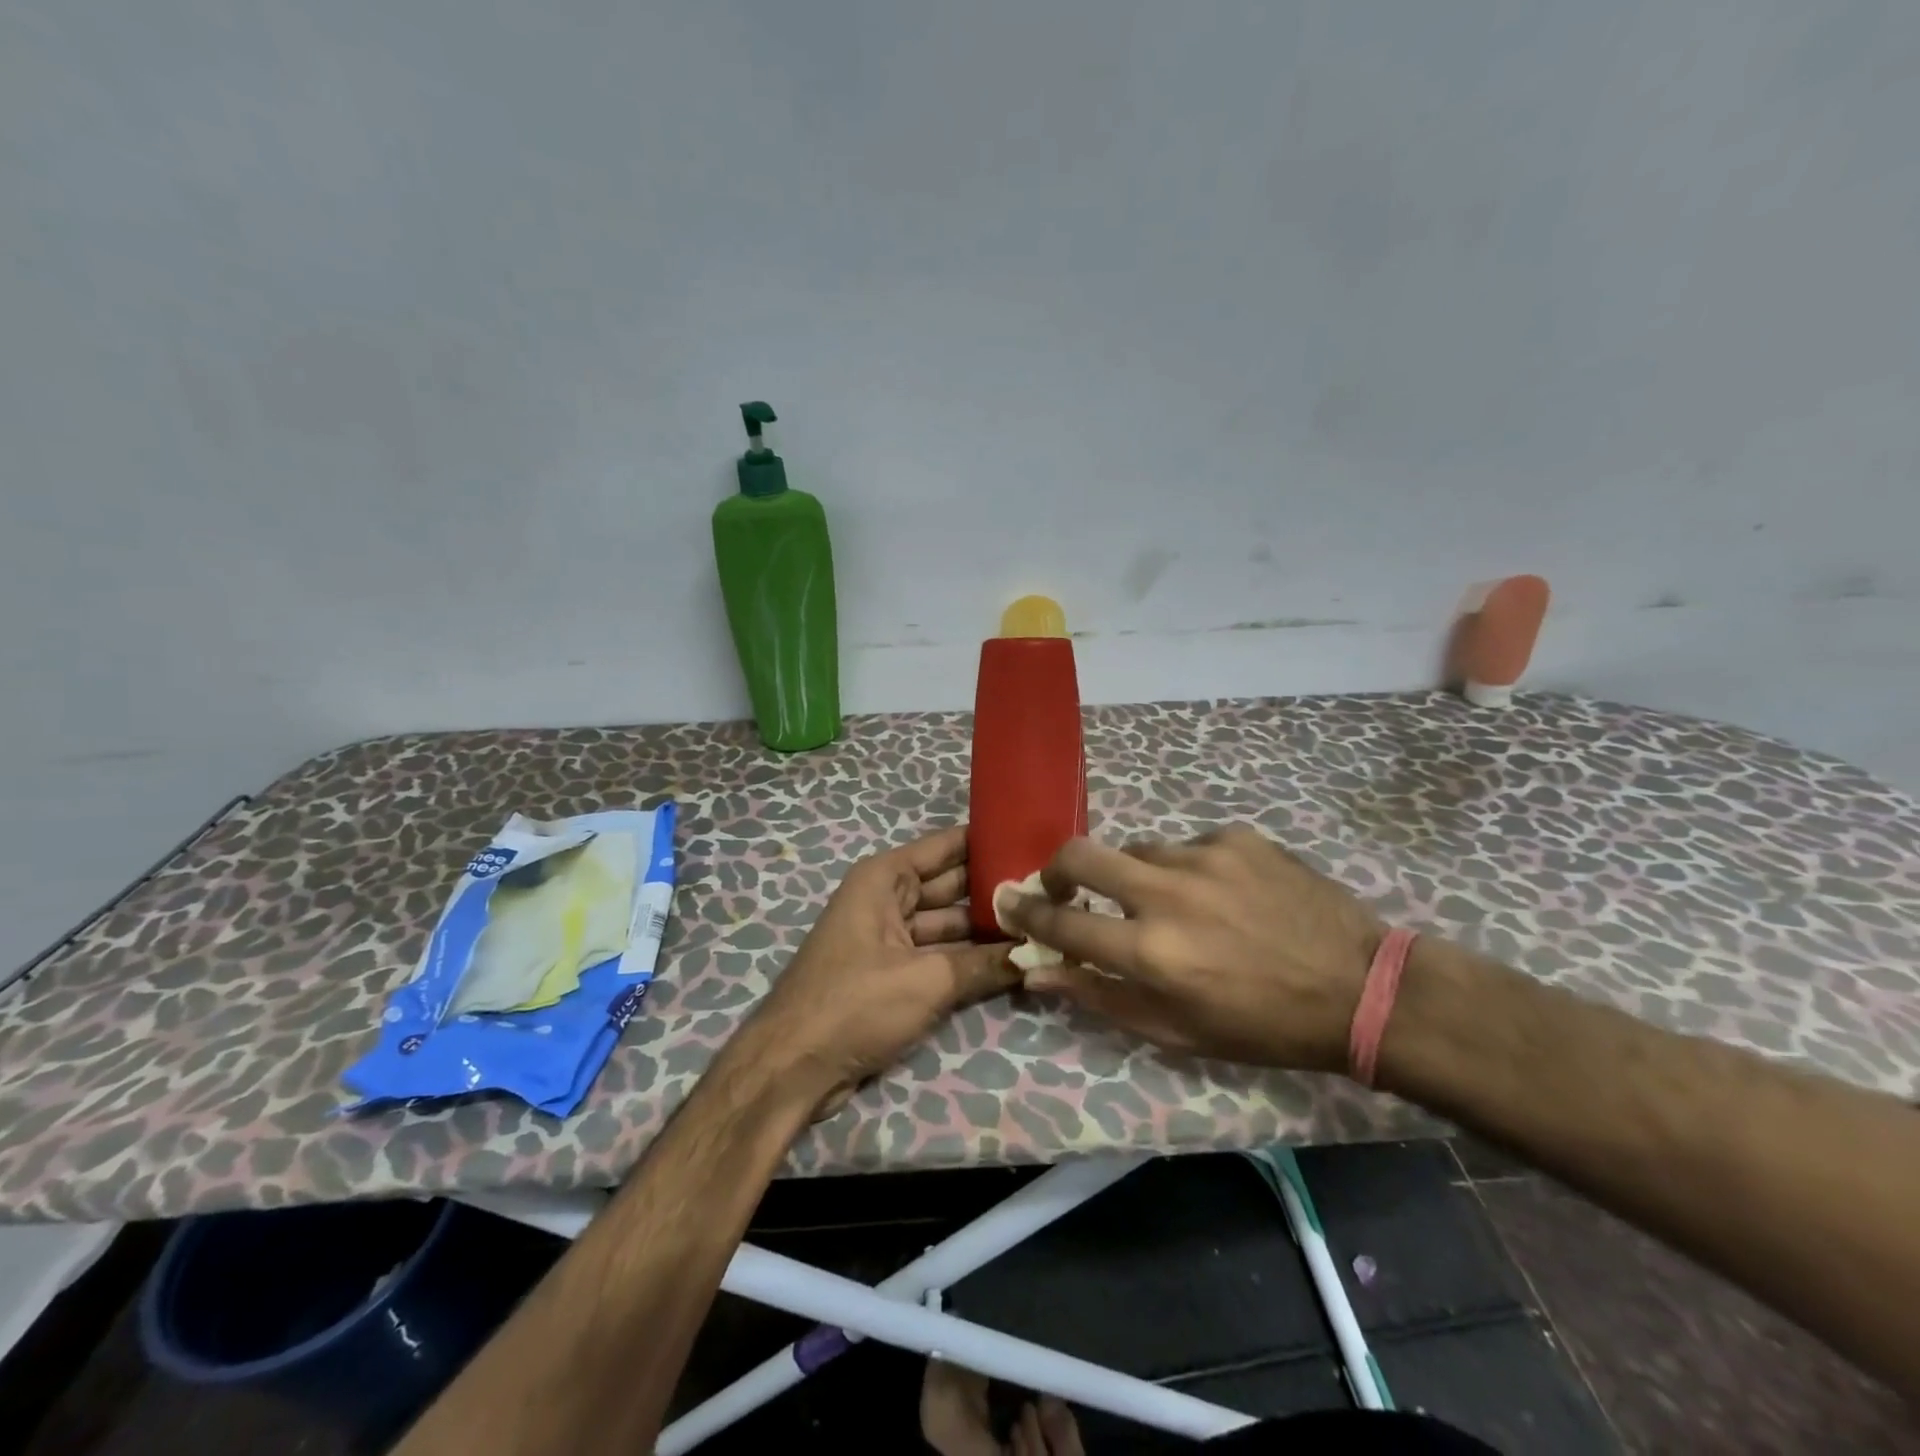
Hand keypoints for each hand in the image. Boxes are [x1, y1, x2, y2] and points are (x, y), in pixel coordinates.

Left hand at [748, 825, 1017, 1115]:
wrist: (793, 1069)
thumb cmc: (855, 1004)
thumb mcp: (927, 981)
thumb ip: (985, 964)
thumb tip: (1037, 953)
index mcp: (885, 879)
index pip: (948, 846)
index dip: (991, 842)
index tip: (1038, 840)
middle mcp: (887, 898)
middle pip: (953, 885)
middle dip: (997, 889)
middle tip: (1052, 890)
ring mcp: (890, 937)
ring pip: (950, 923)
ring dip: (988, 929)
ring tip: (1044, 925)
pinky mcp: (894, 973)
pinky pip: (940, 955)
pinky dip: (970, 958)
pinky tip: (1013, 961)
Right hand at [1003, 826, 1380, 1072]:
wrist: (1360, 988)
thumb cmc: (1262, 1026)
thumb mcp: (1177, 1032)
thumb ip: (1101, 997)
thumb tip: (1038, 973)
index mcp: (1151, 952)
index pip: (1062, 924)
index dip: (1027, 914)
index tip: (1010, 904)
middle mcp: (1168, 894)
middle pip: (1080, 855)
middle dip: (1057, 869)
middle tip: (1063, 886)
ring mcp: (1205, 856)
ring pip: (1137, 851)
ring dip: (1136, 878)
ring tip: (1173, 906)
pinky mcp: (1237, 837)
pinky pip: (1188, 846)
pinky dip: (1188, 870)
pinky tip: (1222, 895)